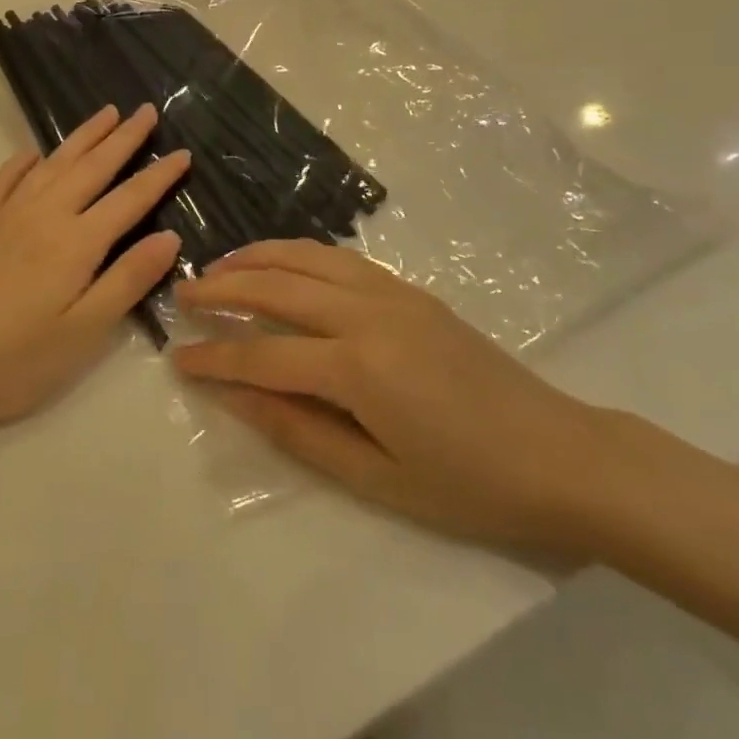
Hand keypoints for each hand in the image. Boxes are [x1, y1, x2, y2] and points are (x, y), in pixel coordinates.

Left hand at [0, 104, 188, 432]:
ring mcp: (5, 214)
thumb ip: (128, 280)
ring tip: (105, 114)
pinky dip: (22, 161)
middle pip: (93, 167)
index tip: (183, 153)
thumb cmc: (14, 361)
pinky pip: (4, 178)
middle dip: (124, 138)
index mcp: (77, 242)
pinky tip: (31, 153)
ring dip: (82, 137)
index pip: (130, 199)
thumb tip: (169, 237)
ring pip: (52, 163)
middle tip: (146, 111)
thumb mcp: (85, 333)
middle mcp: (44, 214)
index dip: (159, 176)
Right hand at [171, 240, 613, 557]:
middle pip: (276, 288)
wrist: (562, 456)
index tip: (176, 356)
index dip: (215, 358)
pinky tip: (282, 263)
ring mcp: (392, 293)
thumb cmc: (469, 485)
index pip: (262, 356)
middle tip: (183, 293)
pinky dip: (298, 253)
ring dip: (257, 257)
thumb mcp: (376, 478)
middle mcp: (367, 314)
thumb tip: (234, 396)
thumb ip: (298, 430)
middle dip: (222, 288)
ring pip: (307, 258)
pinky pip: (339, 258)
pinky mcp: (411, 290)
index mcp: (357, 367)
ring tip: (220, 265)